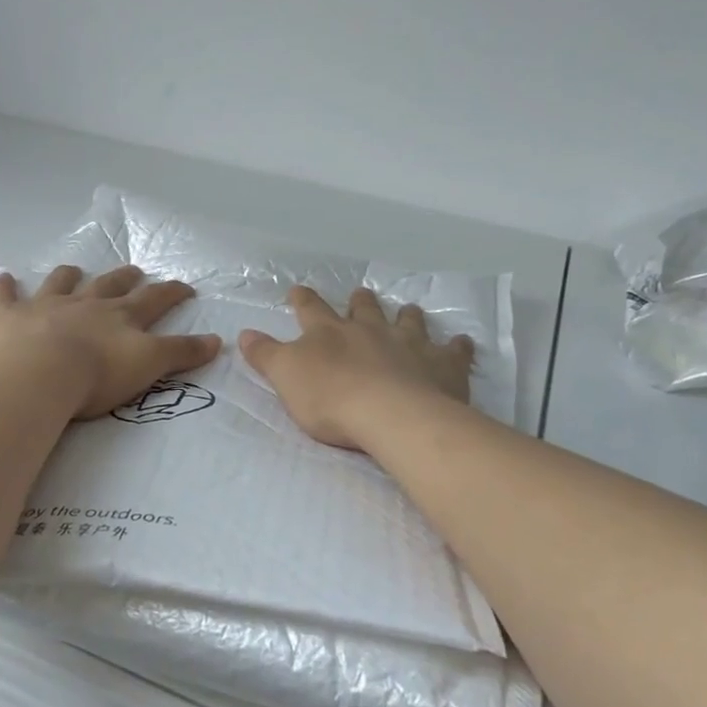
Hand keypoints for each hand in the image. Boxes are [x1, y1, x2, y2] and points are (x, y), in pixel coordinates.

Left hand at [0, 265, 221, 418]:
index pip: (154, 299)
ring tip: (74, 270)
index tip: (185, 286)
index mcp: (120, 315)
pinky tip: (3, 279)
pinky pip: (6, 296)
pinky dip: (5, 287)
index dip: (172, 291)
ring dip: (69, 275)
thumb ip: (182, 352)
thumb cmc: (97, 374)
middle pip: (110, 285)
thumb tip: (218, 340)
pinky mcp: (9, 317)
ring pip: (60, 283)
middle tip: (134, 270)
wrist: (37, 374)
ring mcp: (45, 306)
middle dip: (124, 277)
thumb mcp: (149, 364)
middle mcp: (85, 303)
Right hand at [239, 286, 472, 450]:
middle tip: (361, 294)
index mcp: (329, 332)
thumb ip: (265, 354)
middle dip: (360, 301)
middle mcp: (370, 329)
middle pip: (364, 308)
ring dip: (407, 315)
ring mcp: (410, 343)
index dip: (303, 299)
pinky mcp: (443, 365)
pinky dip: (457, 347)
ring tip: (409, 310)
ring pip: (408, 320)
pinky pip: (454, 351)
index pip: (311, 309)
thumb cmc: (331, 398)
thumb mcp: (285, 377)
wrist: (391, 415)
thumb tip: (244, 333)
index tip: (298, 291)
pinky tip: (461, 344)